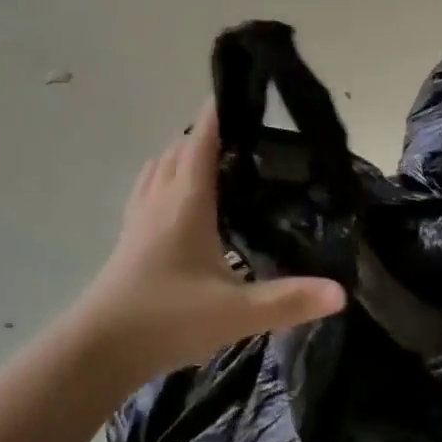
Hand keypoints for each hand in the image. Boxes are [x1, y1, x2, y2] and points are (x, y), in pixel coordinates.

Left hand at [72, 100, 345, 382]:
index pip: (202, 139)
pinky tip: (178, 198)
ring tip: (215, 160)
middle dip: (207, 133)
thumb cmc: (169, 318)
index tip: (240, 93)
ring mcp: (139, 214)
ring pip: (161, 165)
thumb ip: (289, 301)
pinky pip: (148, 186)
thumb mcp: (237, 313)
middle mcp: (161, 196)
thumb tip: (342, 292)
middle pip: (181, 147)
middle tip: (245, 136)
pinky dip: (165, 176)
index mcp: (187, 199)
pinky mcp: (128, 234)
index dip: (218, 112)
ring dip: (183, 153)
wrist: (100, 348)